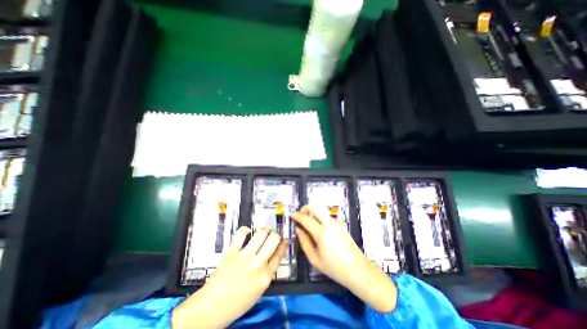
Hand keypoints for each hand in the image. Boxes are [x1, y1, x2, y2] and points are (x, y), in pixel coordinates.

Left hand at [171, 226, 288, 328]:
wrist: (211, 308)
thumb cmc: (237, 303)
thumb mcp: (258, 291)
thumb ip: (267, 273)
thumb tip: (272, 257)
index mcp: (265, 276)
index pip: (280, 254)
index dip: (284, 244)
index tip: (285, 239)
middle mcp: (258, 264)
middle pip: (273, 240)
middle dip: (275, 234)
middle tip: (273, 234)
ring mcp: (244, 256)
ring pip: (261, 234)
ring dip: (265, 229)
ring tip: (264, 229)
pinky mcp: (232, 252)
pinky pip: (241, 234)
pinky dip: (245, 230)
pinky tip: (246, 231)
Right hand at [289, 206, 395, 313]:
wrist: (358, 269)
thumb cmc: (334, 268)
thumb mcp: (315, 259)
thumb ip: (304, 242)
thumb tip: (298, 229)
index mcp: (322, 233)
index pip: (306, 218)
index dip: (297, 215)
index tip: (291, 215)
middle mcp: (329, 223)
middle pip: (315, 207)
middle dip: (305, 208)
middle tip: (300, 215)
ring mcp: (336, 222)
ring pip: (321, 211)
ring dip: (313, 213)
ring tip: (308, 224)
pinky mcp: (341, 224)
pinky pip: (326, 216)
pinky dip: (320, 218)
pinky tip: (319, 229)